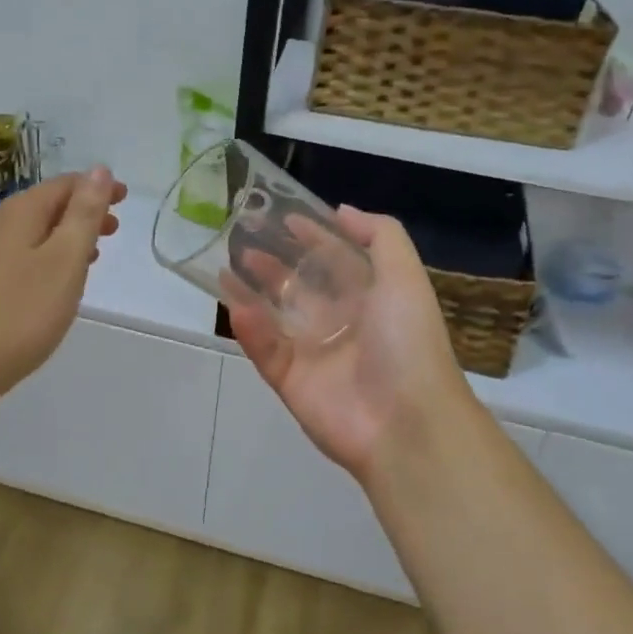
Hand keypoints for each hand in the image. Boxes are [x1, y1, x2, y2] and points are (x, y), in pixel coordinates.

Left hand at [0, 166, 126, 407]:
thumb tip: (99, 170)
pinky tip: (53, 282)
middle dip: (82, 212)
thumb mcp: (64, 260)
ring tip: (92, 255)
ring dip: (65, 236)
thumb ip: (83, 214)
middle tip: (114, 229)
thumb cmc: (20, 312)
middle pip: (46, 206)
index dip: (96, 187)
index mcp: (19, 213)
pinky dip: (45, 256)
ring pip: (32, 232)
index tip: (124, 198)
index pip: (64, 185)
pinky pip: (19, 254)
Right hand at [226, 205, 472, 480]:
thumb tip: (341, 210)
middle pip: (298, 285)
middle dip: (272, 262)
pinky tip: (234, 306)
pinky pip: (264, 349)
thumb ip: (380, 236)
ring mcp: (312, 352)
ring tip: (225, 265)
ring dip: (251, 290)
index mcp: (369, 297)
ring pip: (274, 315)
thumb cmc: (408, 341)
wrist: (406, 423)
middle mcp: (339, 321)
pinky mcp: (290, 380)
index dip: (310, 237)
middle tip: (240, 237)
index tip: (281, 217)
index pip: (334, 259)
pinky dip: (250, 329)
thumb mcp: (405, 276)